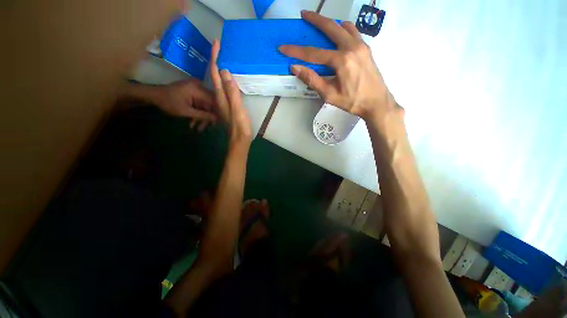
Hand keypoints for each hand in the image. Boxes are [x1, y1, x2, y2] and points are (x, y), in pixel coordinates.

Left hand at [153, 79, 216, 131]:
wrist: (153, 95)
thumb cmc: (168, 102)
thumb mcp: (186, 111)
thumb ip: (203, 115)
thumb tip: (218, 119)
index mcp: (198, 89)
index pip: (214, 101)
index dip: (218, 112)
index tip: (219, 123)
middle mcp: (199, 87)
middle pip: (210, 105)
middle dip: (208, 118)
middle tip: (206, 128)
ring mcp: (196, 90)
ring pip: (205, 106)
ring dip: (201, 118)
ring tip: (197, 129)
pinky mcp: (193, 93)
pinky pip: (200, 105)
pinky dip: (197, 113)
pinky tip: (192, 123)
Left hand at [208, 39, 251, 145]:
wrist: (239, 138)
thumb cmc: (239, 125)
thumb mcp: (236, 108)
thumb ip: (231, 91)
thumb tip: (225, 72)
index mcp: (219, 95)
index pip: (215, 73)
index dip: (215, 58)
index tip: (216, 44)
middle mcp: (218, 96)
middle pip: (215, 76)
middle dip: (216, 61)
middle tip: (219, 48)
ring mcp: (223, 101)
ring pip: (220, 82)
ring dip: (220, 70)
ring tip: (223, 59)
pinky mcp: (228, 104)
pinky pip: (225, 89)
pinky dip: (226, 81)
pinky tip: (230, 80)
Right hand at [279, 11, 398, 121]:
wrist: (377, 102)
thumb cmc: (352, 101)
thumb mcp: (329, 95)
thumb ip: (313, 80)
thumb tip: (296, 68)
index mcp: (341, 61)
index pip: (313, 53)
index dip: (296, 51)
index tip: (283, 48)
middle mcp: (351, 47)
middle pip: (330, 28)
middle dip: (315, 20)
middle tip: (304, 14)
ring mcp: (361, 45)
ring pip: (343, 27)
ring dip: (329, 23)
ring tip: (319, 23)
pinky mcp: (366, 48)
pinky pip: (353, 32)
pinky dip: (343, 28)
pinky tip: (339, 32)